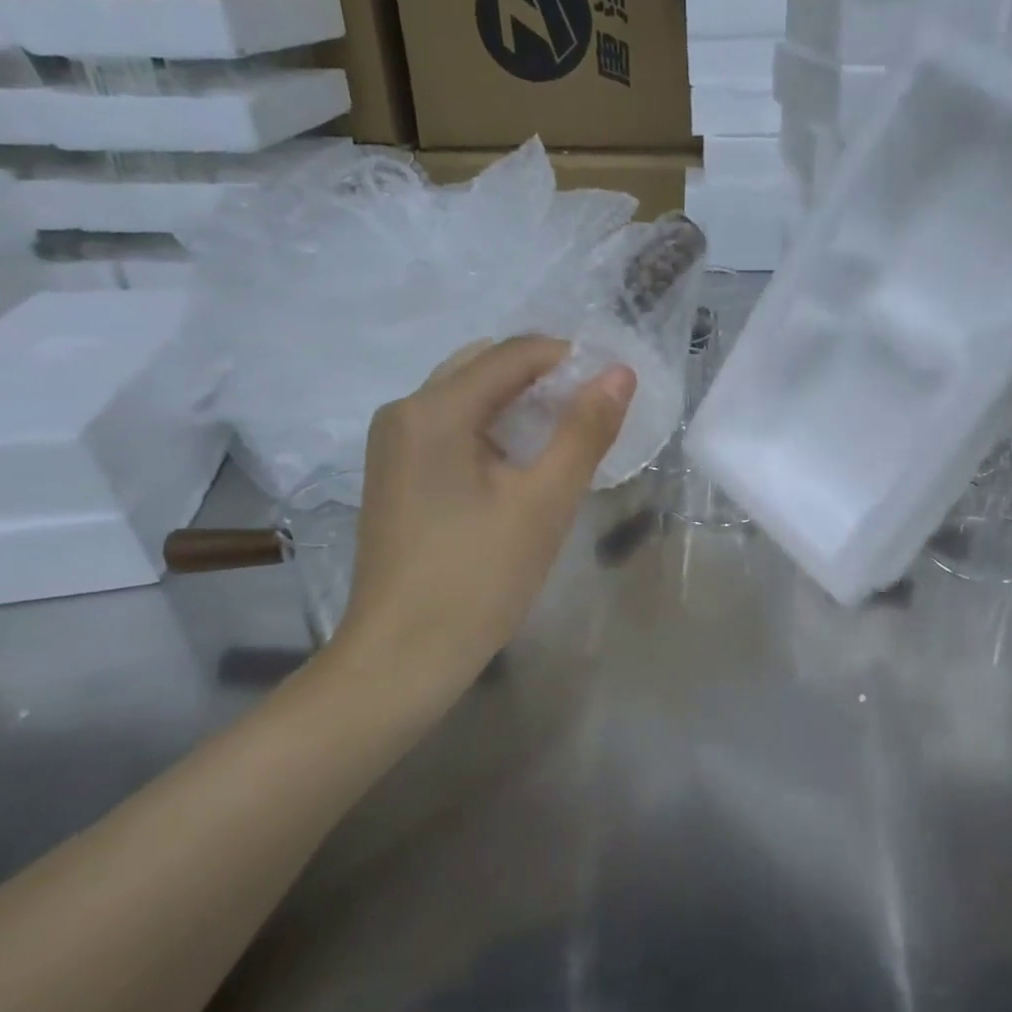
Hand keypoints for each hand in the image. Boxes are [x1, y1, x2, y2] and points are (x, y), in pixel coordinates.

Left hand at [327, 336, 634, 687]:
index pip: (513, 354)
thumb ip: (584, 431)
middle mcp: (404, 412)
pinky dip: (492, 429)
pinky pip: (450, 428)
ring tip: (567, 433)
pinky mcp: (395, 474)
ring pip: (466, 397)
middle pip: (484, 367)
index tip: (614, 382)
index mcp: (434, 409)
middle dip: (543, 377)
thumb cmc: (478, 578)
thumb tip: (619, 373)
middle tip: (594, 409)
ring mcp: (392, 444)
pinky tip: (523, 462)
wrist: (402, 658)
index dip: (569, 357)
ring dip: (519, 403)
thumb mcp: (544, 502)